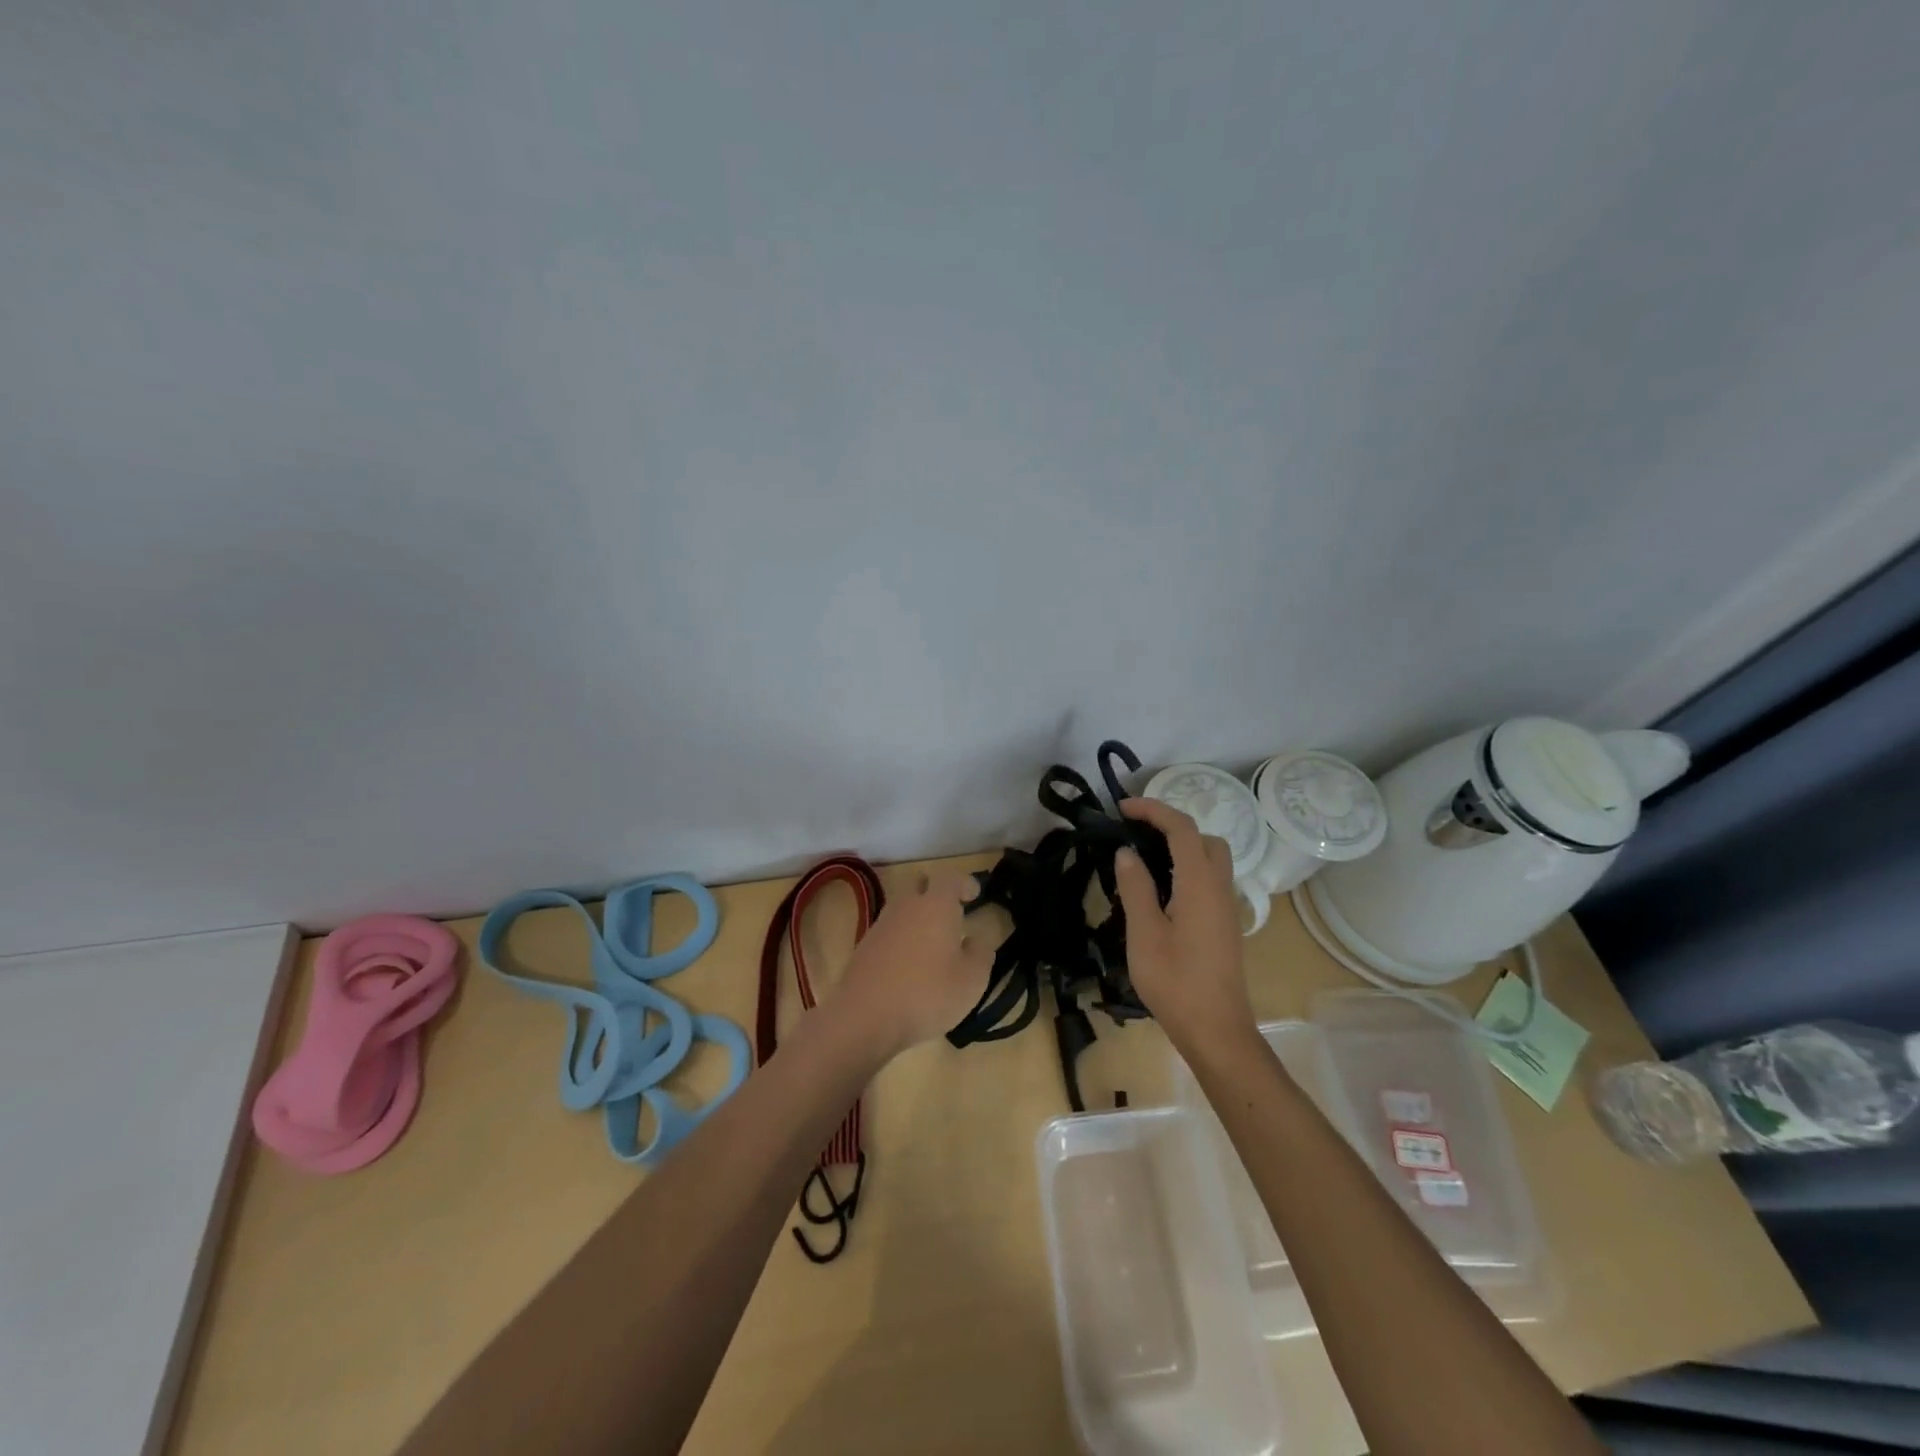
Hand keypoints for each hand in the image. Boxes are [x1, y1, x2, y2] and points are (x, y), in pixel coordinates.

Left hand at [840, 870, 999, 1056]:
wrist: (864, 1017)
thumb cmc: (927, 994)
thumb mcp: (971, 980)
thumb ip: (981, 954)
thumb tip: (977, 939)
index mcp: (936, 905)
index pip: (951, 878)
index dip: (965, 883)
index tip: (974, 894)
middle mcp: (907, 906)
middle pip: (920, 884)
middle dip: (936, 892)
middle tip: (952, 913)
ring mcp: (881, 924)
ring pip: (903, 907)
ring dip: (918, 916)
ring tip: (933, 942)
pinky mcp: (865, 946)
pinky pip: (889, 930)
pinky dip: (902, 937)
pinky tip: (910, 963)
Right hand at [1112, 798, 1255, 1051]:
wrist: (1216, 1030)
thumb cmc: (1175, 981)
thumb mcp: (1144, 933)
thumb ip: (1135, 887)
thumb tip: (1127, 852)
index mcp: (1200, 883)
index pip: (1182, 828)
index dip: (1153, 810)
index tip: (1122, 808)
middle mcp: (1220, 887)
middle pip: (1203, 838)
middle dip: (1171, 825)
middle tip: (1136, 833)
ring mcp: (1226, 907)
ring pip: (1211, 859)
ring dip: (1181, 847)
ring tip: (1144, 860)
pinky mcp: (1225, 925)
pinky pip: (1209, 880)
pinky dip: (1187, 868)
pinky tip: (1161, 891)